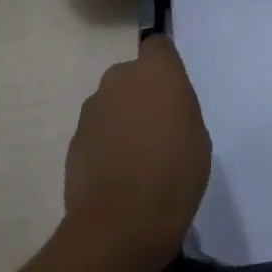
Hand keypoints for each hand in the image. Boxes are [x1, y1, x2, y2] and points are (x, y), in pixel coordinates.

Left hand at [62, 35, 210, 268]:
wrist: (119, 226)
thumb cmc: (173, 174)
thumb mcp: (197, 136)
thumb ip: (179, 109)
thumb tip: (163, 111)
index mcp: (157, 71)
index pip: (157, 45)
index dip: (164, 65)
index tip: (172, 90)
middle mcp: (120, 79)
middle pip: (131, 75)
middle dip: (140, 94)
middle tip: (156, 129)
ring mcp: (93, 109)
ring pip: (111, 103)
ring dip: (121, 120)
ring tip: (135, 159)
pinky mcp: (74, 140)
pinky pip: (96, 132)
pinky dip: (105, 145)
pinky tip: (116, 177)